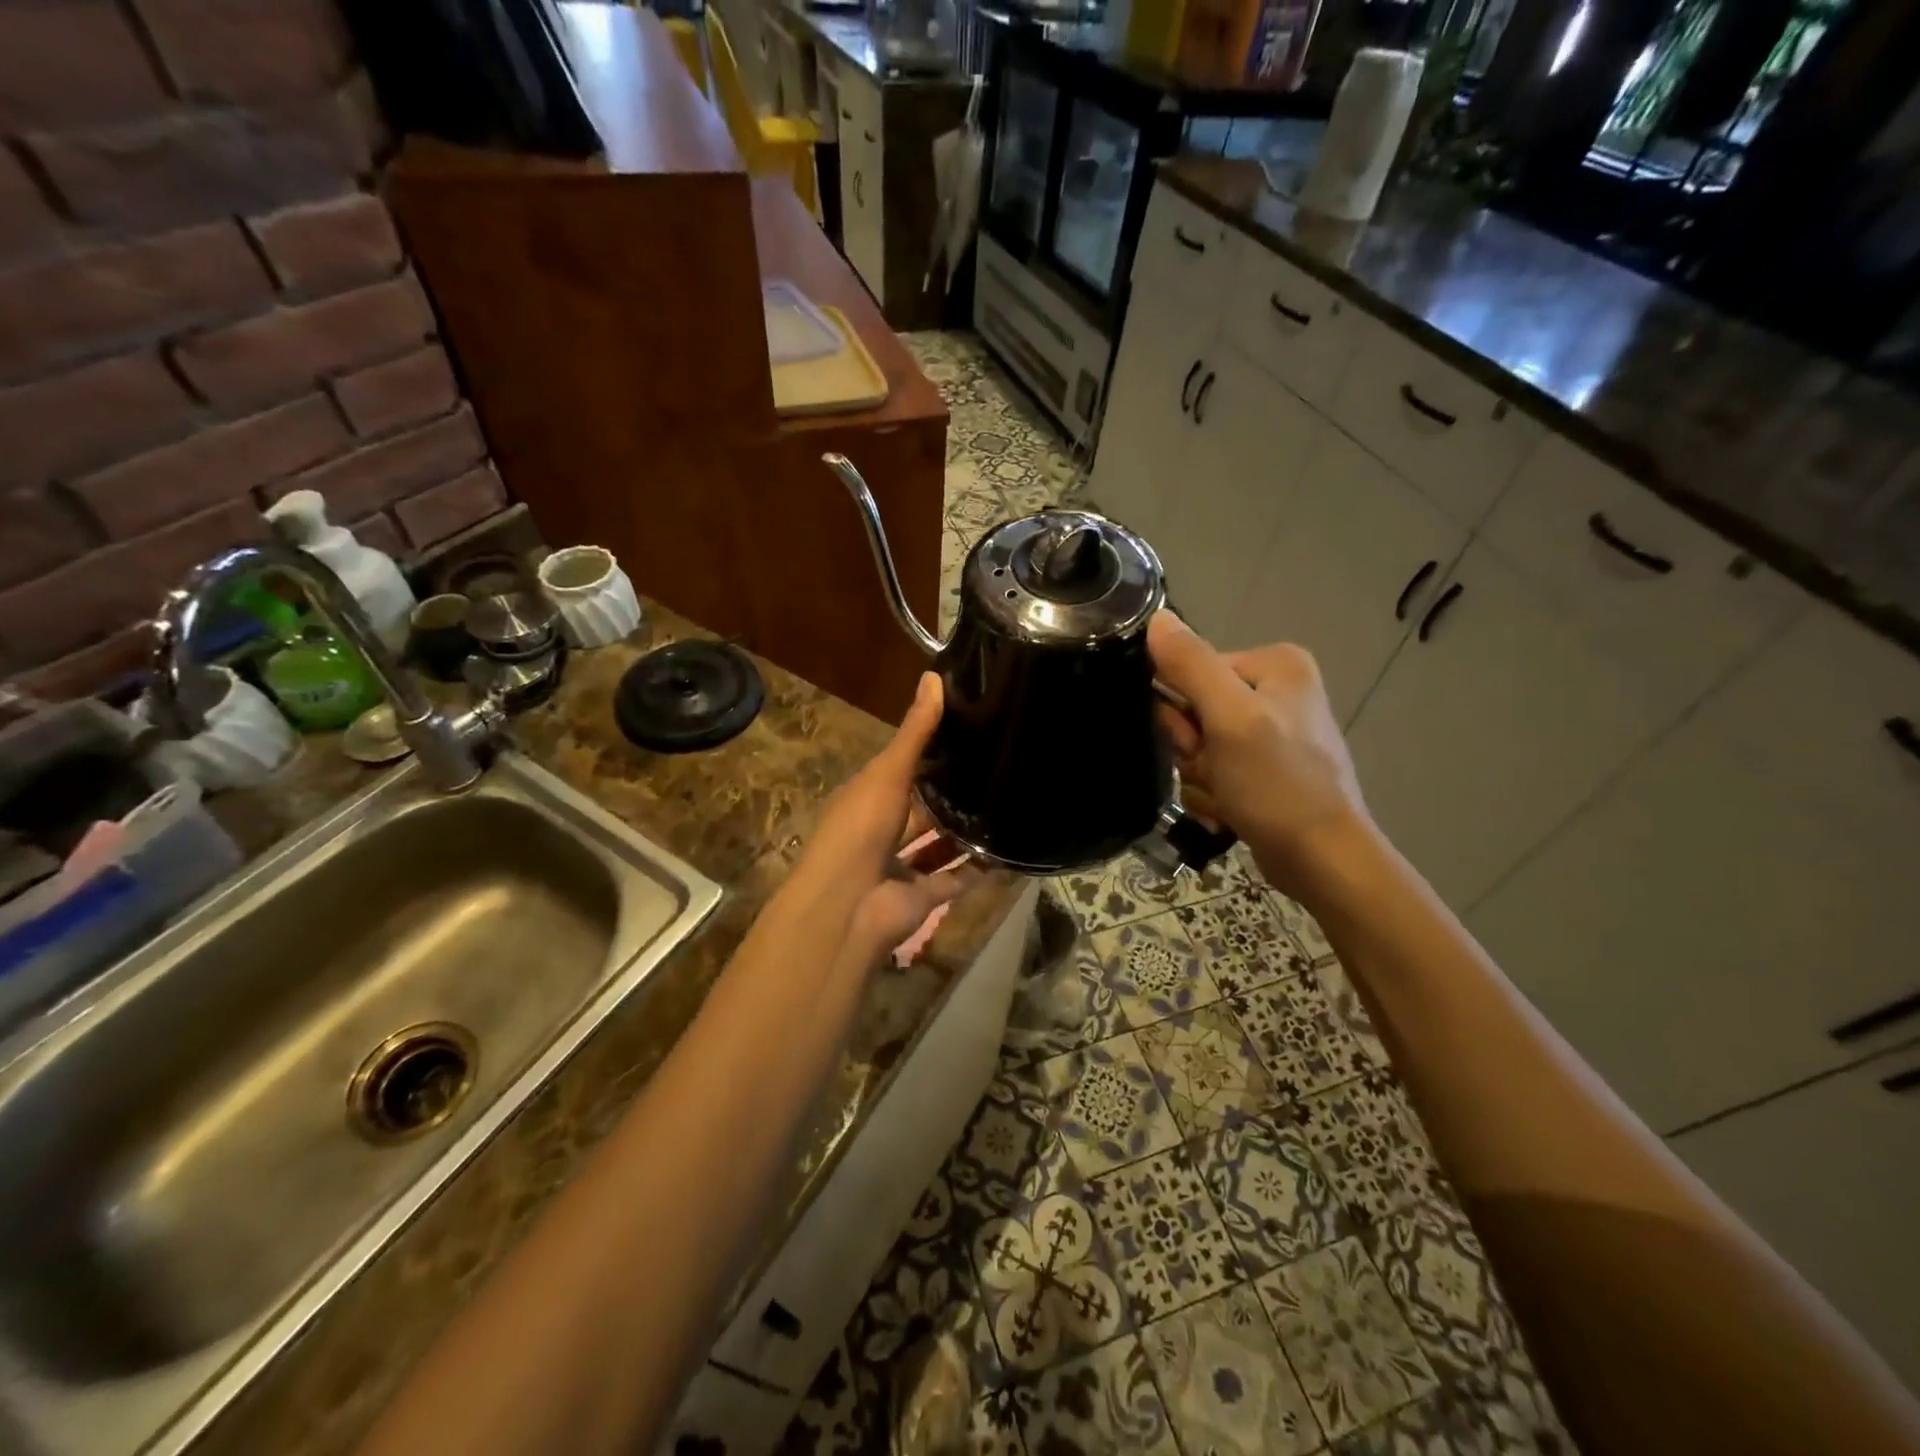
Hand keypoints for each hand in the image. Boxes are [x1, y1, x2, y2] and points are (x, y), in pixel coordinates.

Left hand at [791, 673, 977, 962]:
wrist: (850, 904)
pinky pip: (955, 879)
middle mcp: (883, 830)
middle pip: (922, 809)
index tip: (968, 733)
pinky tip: (1008, 850)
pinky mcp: (923, 896)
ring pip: (939, 845)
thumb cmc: (861, 828)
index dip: (930, 753)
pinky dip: (978, 869)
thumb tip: (935, 675)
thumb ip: (915, 731)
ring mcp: (902, 866)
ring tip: (1006, 805)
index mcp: (868, 797)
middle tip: (996, 768)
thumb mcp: (889, 772)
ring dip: (965, 832)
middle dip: (950, 795)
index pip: (902, 770)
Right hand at [1148, 612, 1372, 895]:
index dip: (1182, 710)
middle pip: (1195, 708)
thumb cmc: (1277, 782)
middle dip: (1192, 748)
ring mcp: (1273, 732)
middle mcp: (1278, 690)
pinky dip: (1213, 792)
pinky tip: (1230, 809)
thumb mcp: (1229, 718)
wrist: (1321, 859)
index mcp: (1276, 664)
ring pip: (1199, 744)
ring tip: (1226, 795)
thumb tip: (1156, 617)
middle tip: (1214, 771)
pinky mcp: (1267, 768)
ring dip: (1199, 774)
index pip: (1194, 670)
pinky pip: (1215, 769)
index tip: (1195, 743)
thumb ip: (1190, 665)